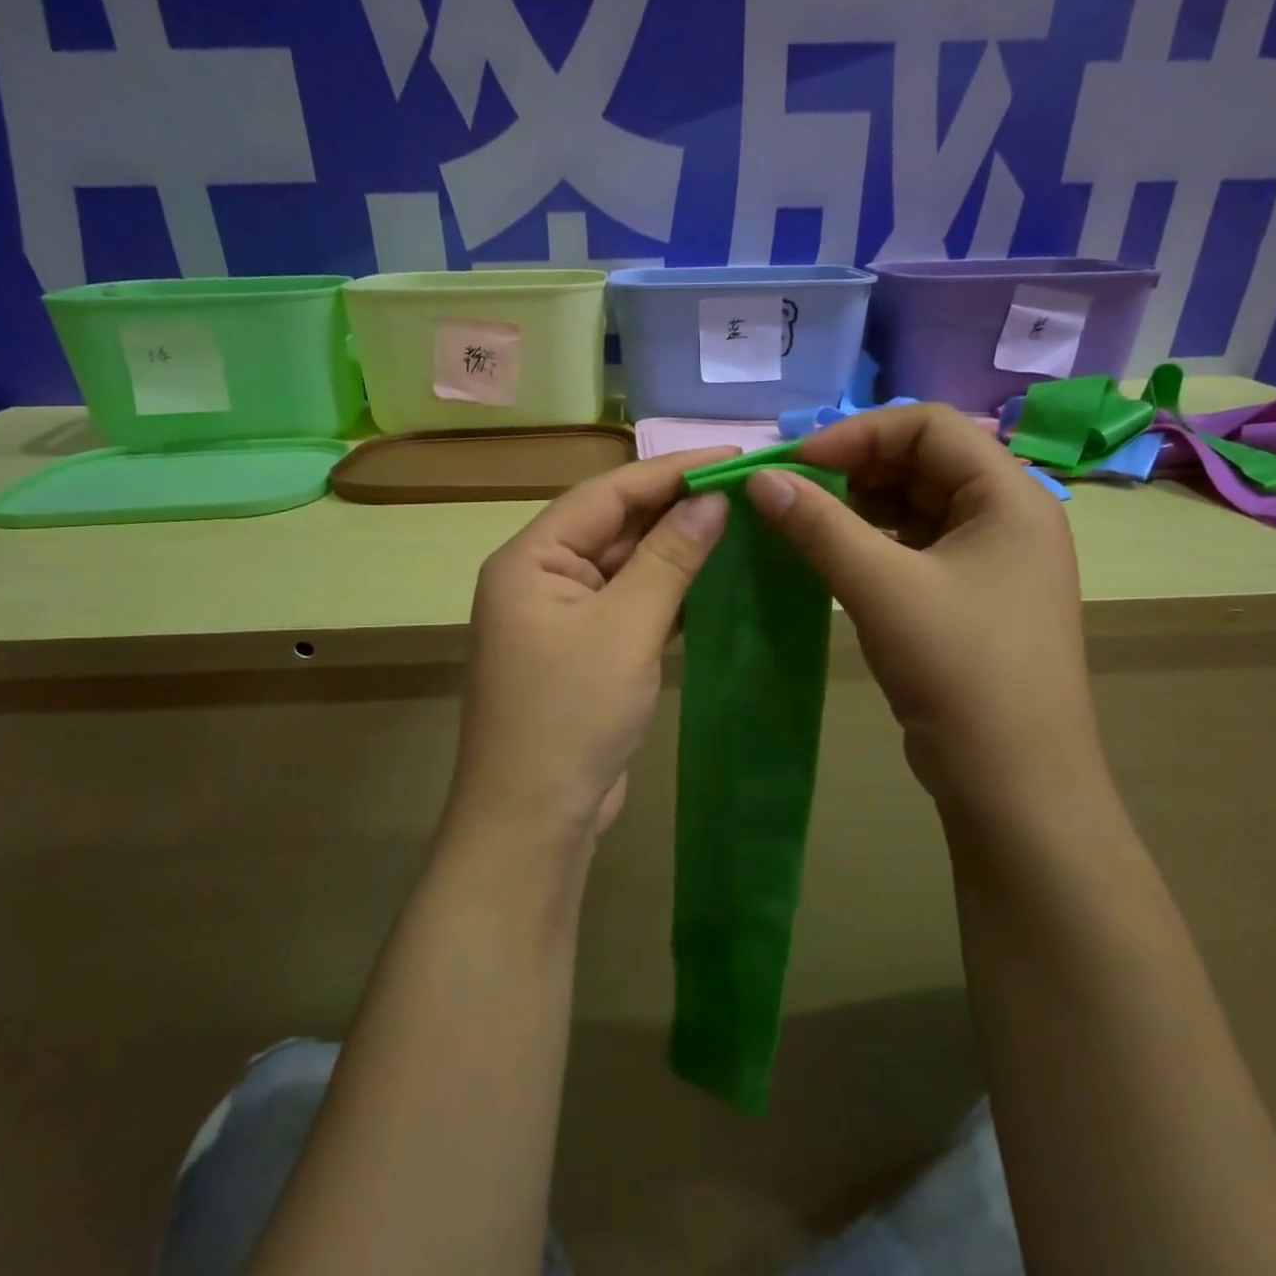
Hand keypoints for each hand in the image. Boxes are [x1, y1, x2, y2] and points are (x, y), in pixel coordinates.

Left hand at [447, 449, 735, 852]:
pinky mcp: (582, 652)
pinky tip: (711, 580)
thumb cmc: (571, 715)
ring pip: (624, 566)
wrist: (534, 819)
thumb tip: (712, 500)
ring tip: (738, 524)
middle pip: (614, 525)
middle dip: (675, 507)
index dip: (669, 470)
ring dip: (674, 549)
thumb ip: (669, 559)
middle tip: (744, 489)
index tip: (731, 455)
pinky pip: (628, 604)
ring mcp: (560, 617)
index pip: (606, 493)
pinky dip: (666, 591)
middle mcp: (539, 578)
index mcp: (530, 558)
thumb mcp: (626, 629)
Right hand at [743, 404, 1106, 843]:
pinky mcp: (970, 597)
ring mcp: (991, 560)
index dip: (859, 433)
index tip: (797, 464)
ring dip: (858, 505)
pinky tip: (831, 556)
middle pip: (924, 462)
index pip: (930, 426)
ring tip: (803, 521)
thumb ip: (818, 526)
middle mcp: (1008, 517)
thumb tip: (759, 479)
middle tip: (791, 491)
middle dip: (854, 468)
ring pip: (916, 505)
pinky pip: (914, 547)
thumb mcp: (882, 588)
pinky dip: (871, 542)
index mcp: (1010, 496)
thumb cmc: (960, 670)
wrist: (1014, 780)